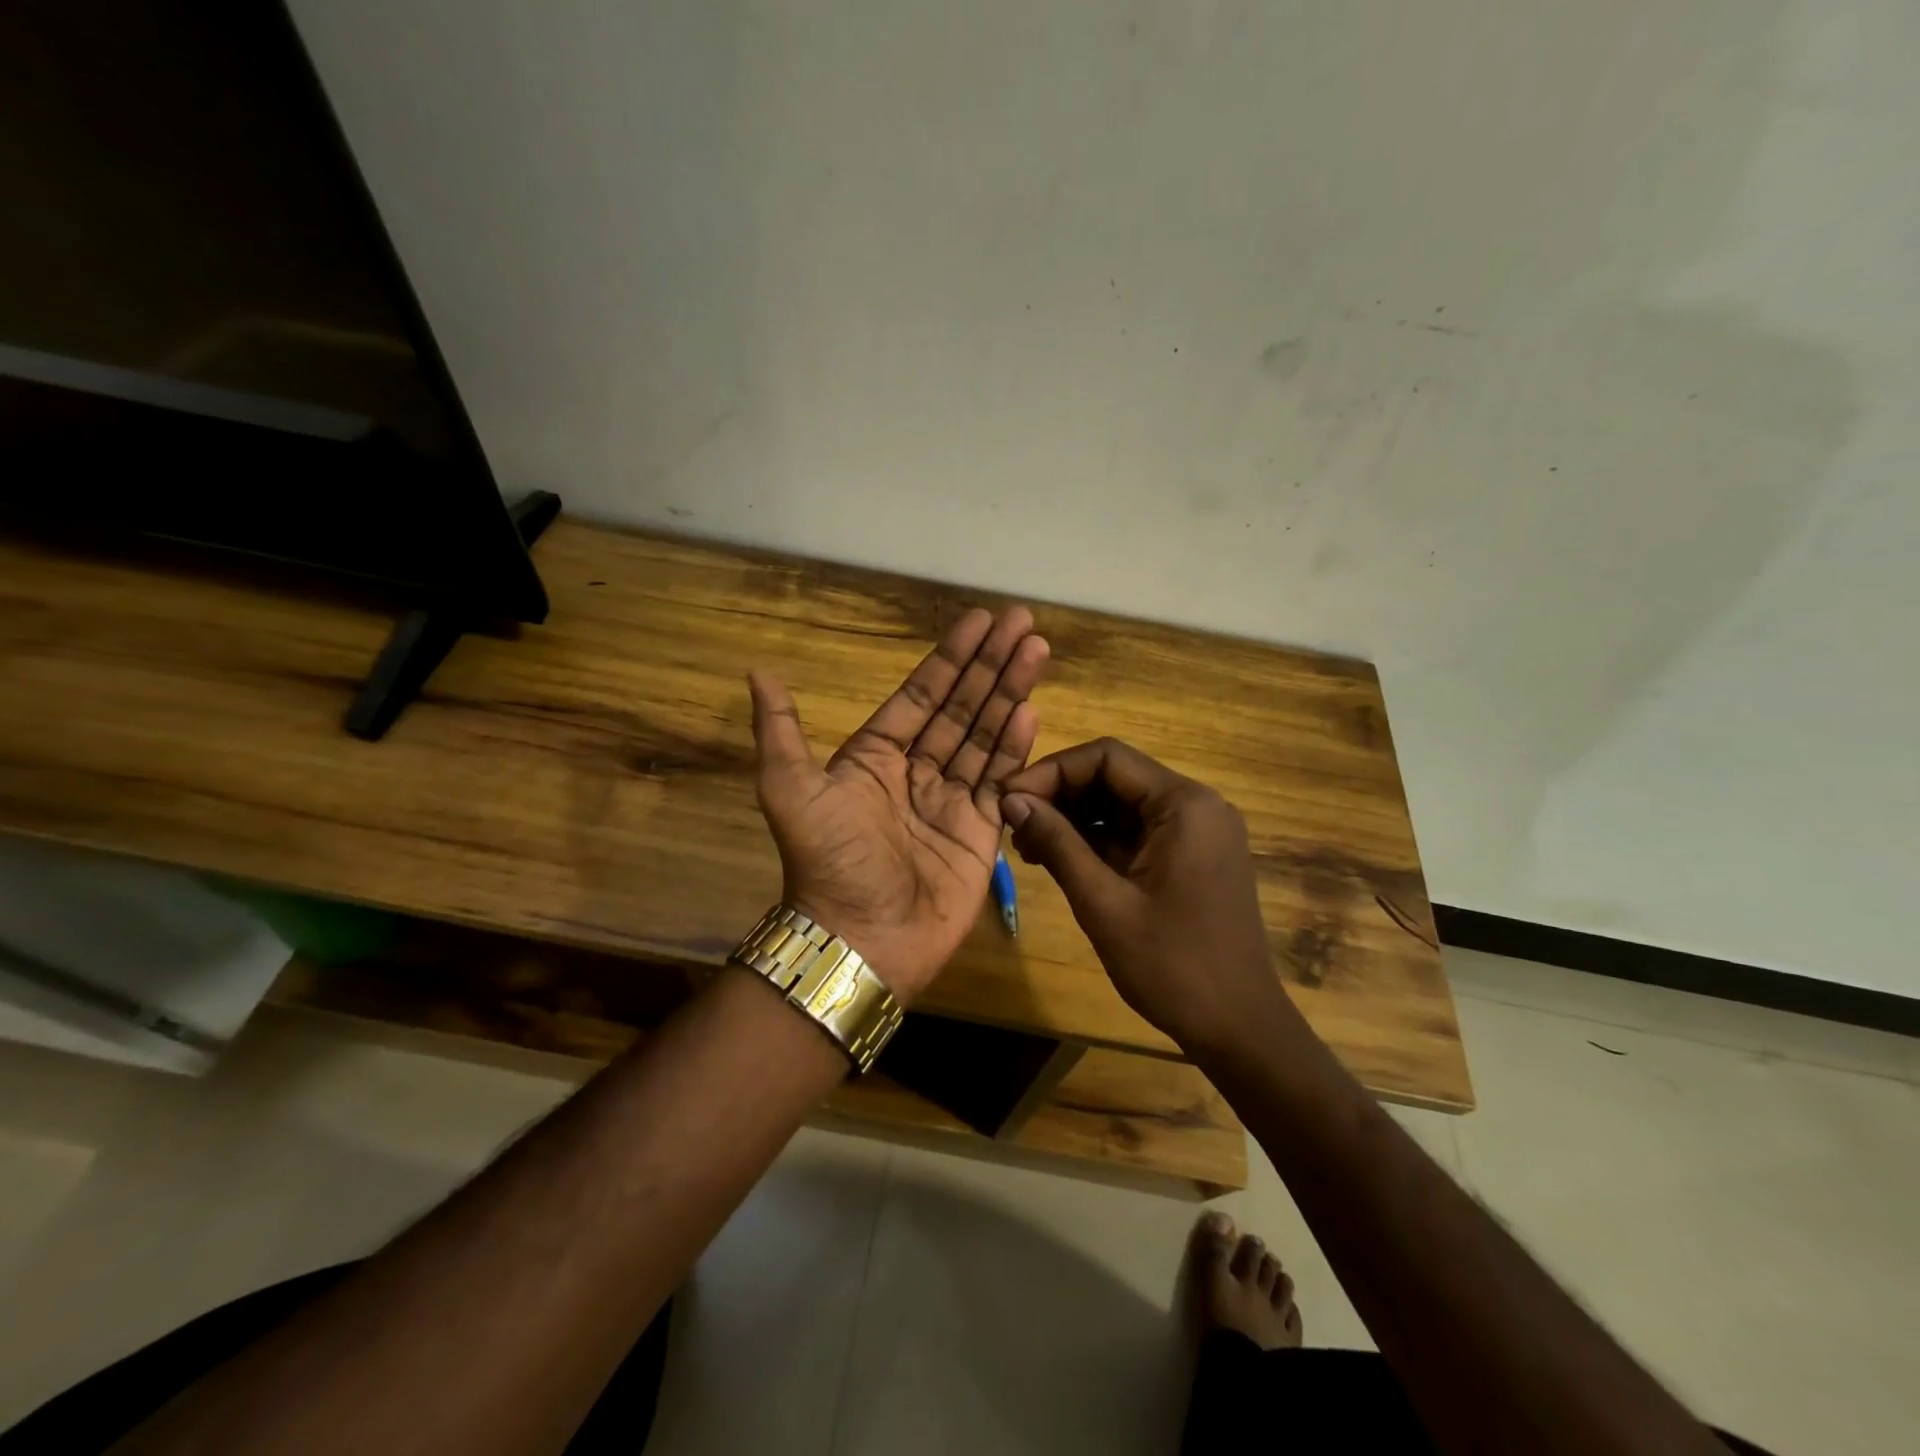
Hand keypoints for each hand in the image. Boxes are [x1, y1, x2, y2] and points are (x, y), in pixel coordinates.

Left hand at [748, 608, 1048, 1003]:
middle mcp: (917, 771)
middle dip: (991, 664)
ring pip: (985, 736)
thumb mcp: (791, 790)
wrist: (861, 939)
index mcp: (876, 756)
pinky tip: (1031, 711)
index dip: (950, 657)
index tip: (979, 621)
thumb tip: (757, 671)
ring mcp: (951, 800)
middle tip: (1022, 622)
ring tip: (1037, 652)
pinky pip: (1001, 779)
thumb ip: (781, 730)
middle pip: (961, 706)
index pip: (921, 695)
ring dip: (1010, 693)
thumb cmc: (829, 861)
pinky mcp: (980, 831)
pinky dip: (1016, 746)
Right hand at [1000, 738, 1286, 1054]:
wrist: (1239, 1029)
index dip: (1051, 771)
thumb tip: (1010, 799)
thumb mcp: (1103, 903)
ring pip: (1122, 804)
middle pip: (1114, 777)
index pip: (1106, 758)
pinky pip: (1137, 831)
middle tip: (1013, 826)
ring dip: (1074, 818)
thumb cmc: (1172, 967)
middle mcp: (1196, 805)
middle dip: (1060, 795)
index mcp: (1184, 805)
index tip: (1008, 798)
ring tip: (1028, 846)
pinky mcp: (1192, 856)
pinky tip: (1060, 860)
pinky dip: (1097, 840)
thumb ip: (1057, 843)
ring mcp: (1197, 831)